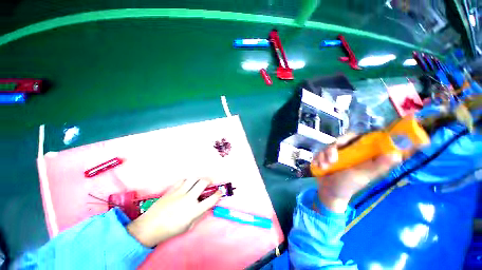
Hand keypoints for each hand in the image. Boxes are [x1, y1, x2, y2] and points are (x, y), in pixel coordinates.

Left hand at [126, 178, 221, 246]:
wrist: (150, 227)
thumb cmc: (170, 230)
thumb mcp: (189, 226)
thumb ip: (199, 215)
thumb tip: (206, 206)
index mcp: (194, 210)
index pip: (212, 199)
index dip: (218, 194)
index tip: (220, 192)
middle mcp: (189, 199)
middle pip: (203, 182)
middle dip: (209, 180)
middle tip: (210, 182)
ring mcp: (179, 192)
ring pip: (193, 178)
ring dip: (199, 179)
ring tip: (199, 181)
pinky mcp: (172, 189)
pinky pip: (182, 180)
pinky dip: (187, 181)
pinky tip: (187, 184)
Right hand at [312, 134, 401, 212]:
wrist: (329, 192)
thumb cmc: (348, 185)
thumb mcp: (363, 175)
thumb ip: (378, 166)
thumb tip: (397, 154)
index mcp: (361, 154)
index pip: (359, 137)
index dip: (352, 136)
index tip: (343, 142)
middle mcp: (349, 152)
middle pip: (340, 140)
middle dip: (332, 149)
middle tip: (330, 160)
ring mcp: (336, 154)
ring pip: (328, 146)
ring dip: (323, 156)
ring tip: (323, 167)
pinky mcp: (325, 157)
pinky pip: (320, 152)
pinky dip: (318, 159)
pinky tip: (318, 166)